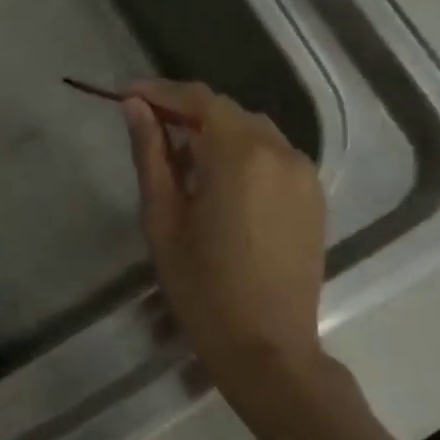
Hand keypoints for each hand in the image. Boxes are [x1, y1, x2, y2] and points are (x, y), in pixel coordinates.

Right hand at [122, 81, 329, 408]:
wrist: (267, 348)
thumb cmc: (202, 288)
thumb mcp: (162, 219)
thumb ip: (151, 155)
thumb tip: (136, 109)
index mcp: (240, 155)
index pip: (198, 99)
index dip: (159, 91)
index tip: (125, 94)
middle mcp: (281, 152)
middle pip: (227, 112)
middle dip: (185, 112)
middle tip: (146, 128)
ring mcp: (304, 174)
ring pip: (252, 132)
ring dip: (214, 134)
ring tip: (179, 161)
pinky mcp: (314, 197)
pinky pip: (273, 157)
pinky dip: (241, 156)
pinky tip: (217, 184)